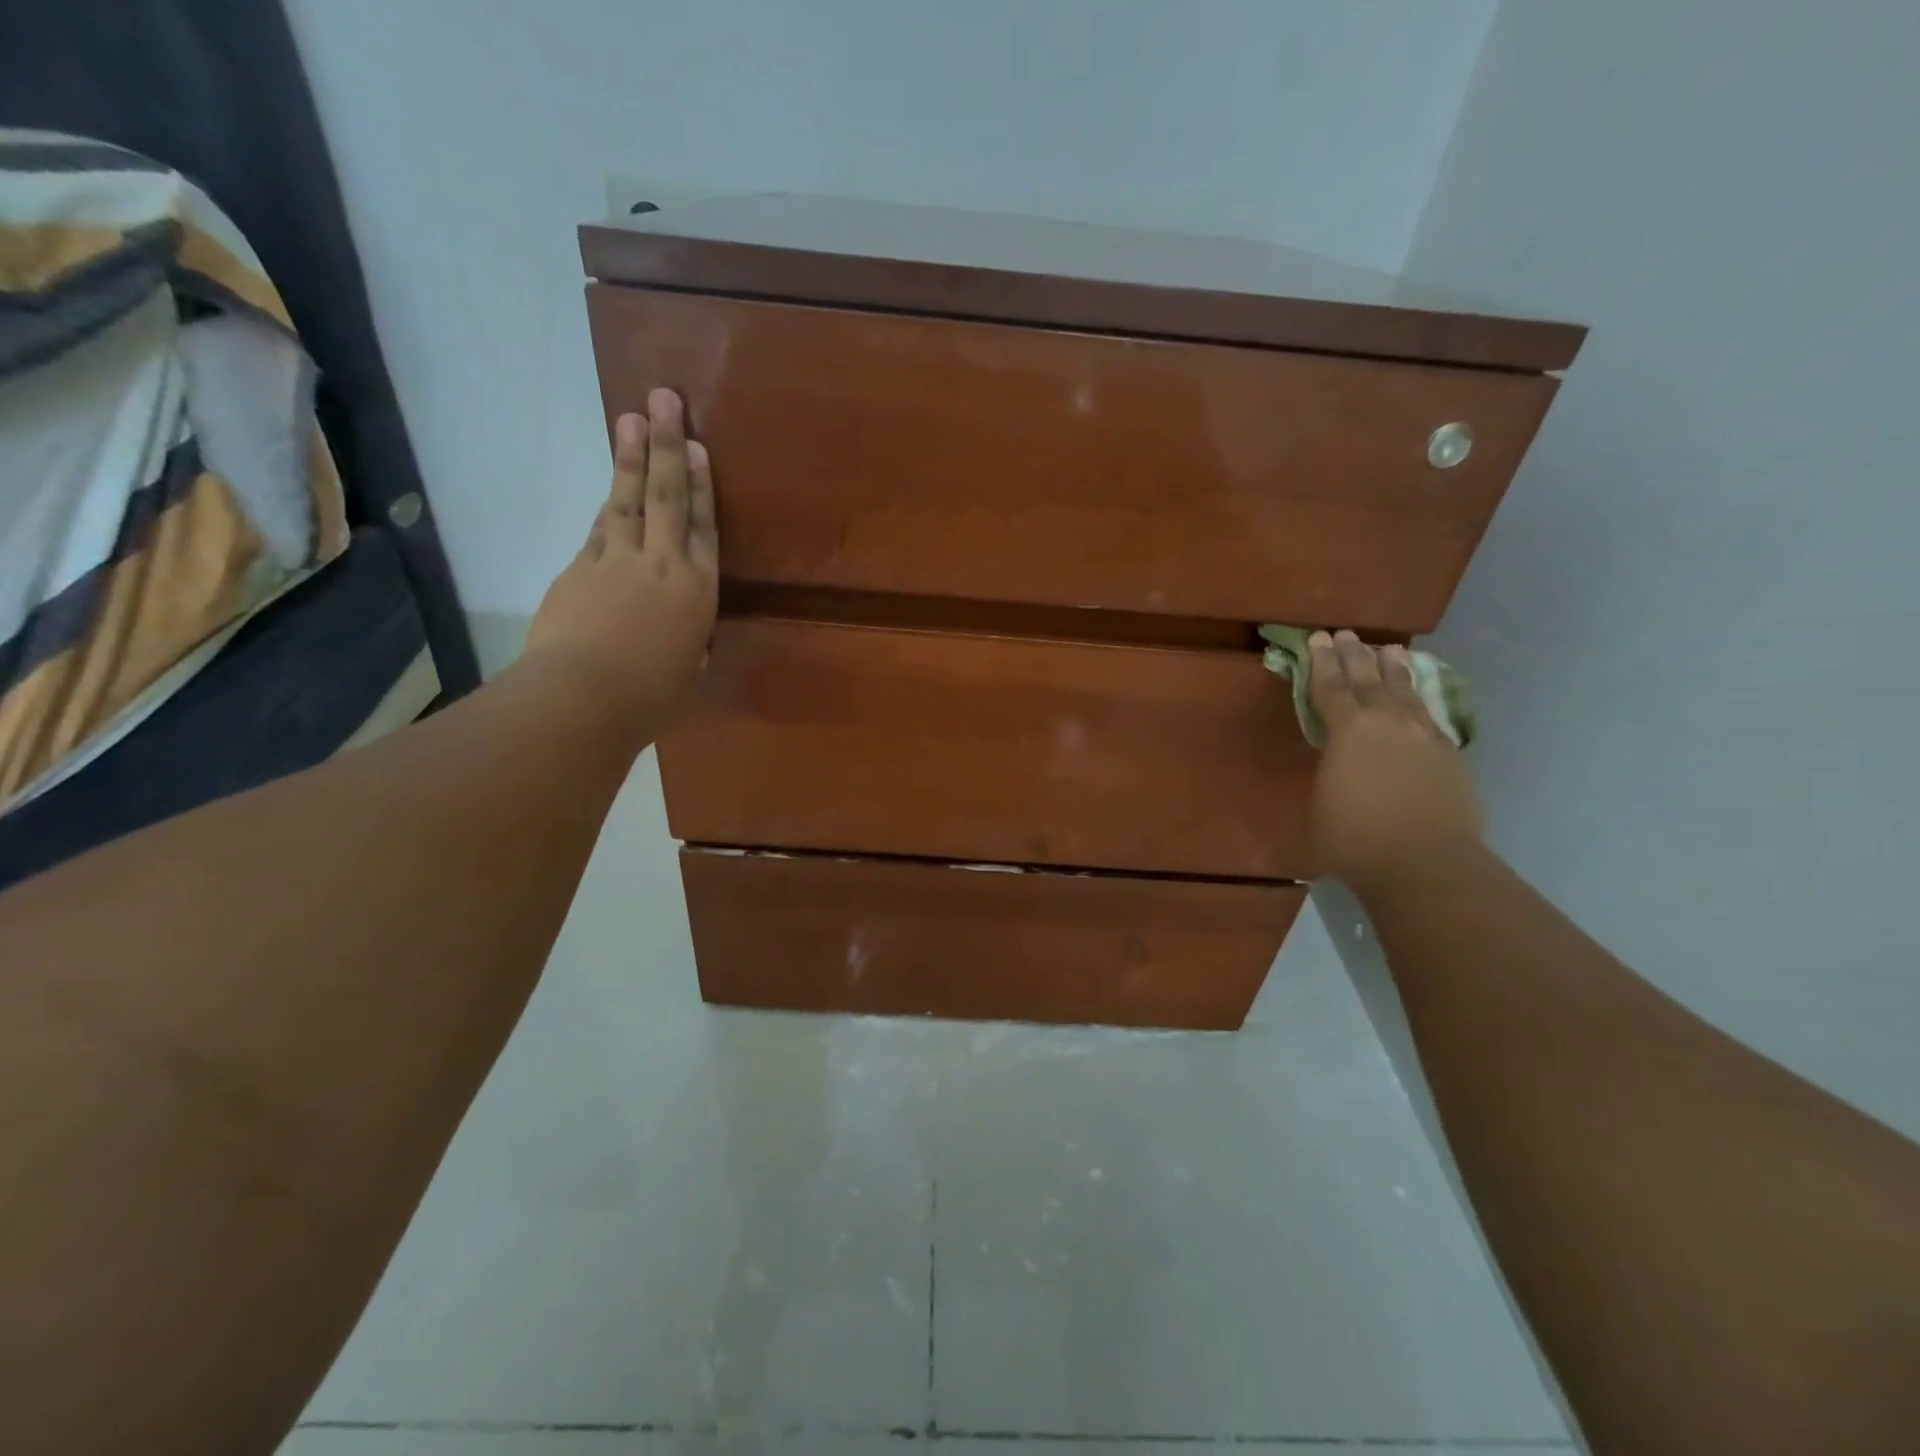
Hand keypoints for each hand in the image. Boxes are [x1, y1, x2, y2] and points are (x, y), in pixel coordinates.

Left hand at [526, 388, 718, 738]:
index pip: (704, 528)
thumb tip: (681, 640)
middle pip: (667, 496)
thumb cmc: (650, 697)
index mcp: (697, 593)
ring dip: (630, 458)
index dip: (702, 486)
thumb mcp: (685, 670)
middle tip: (666, 399)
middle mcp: (662, 565)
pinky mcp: (579, 569)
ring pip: (627, 500)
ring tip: (632, 418)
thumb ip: (687, 643)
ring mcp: (616, 562)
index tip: (699, 449)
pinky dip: (607, 506)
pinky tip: (610, 489)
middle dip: (668, 446)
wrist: (584, 696)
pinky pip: (599, 530)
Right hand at [1307, 630, 1482, 896]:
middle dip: (1356, 656)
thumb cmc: (1354, 837)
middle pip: (1370, 680)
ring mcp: (1426, 737)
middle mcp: (1389, 723)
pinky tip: (1417, 703)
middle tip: (1349, 635)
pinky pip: (1430, 718)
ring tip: (1391, 651)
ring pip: (1406, 693)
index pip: (1331, 687)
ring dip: (1395, 671)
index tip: (1319, 638)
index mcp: (1349, 730)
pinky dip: (1419, 703)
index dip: (1321, 663)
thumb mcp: (1322, 800)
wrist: (1426, 863)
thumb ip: (1330, 771)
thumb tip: (1340, 764)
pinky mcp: (1451, 757)